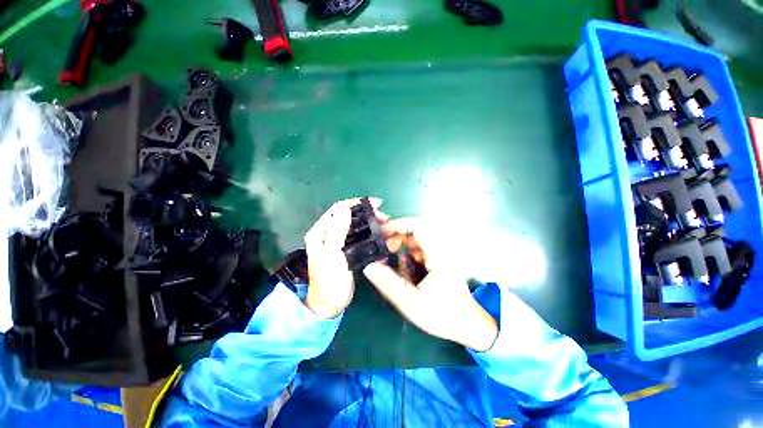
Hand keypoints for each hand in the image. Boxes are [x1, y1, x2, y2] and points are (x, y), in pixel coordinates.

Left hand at [303, 198, 379, 318]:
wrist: (330, 304)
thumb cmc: (328, 280)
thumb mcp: (331, 254)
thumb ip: (337, 230)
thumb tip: (345, 207)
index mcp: (322, 231)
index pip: (339, 209)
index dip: (357, 203)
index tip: (377, 204)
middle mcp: (330, 234)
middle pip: (351, 217)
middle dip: (369, 215)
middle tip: (385, 219)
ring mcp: (340, 242)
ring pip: (358, 227)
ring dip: (373, 226)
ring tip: (387, 229)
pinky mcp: (349, 251)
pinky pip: (362, 239)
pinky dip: (373, 237)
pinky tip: (382, 241)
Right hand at [363, 218, 498, 351]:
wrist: (467, 326)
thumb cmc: (442, 315)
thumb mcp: (412, 302)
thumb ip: (389, 284)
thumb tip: (369, 267)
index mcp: (438, 254)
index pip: (418, 226)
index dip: (398, 224)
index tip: (382, 232)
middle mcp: (440, 249)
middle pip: (415, 229)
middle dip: (396, 234)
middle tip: (381, 244)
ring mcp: (439, 254)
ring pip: (416, 239)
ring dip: (400, 242)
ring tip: (386, 253)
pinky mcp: (437, 260)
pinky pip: (419, 248)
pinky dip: (406, 251)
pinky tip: (400, 263)